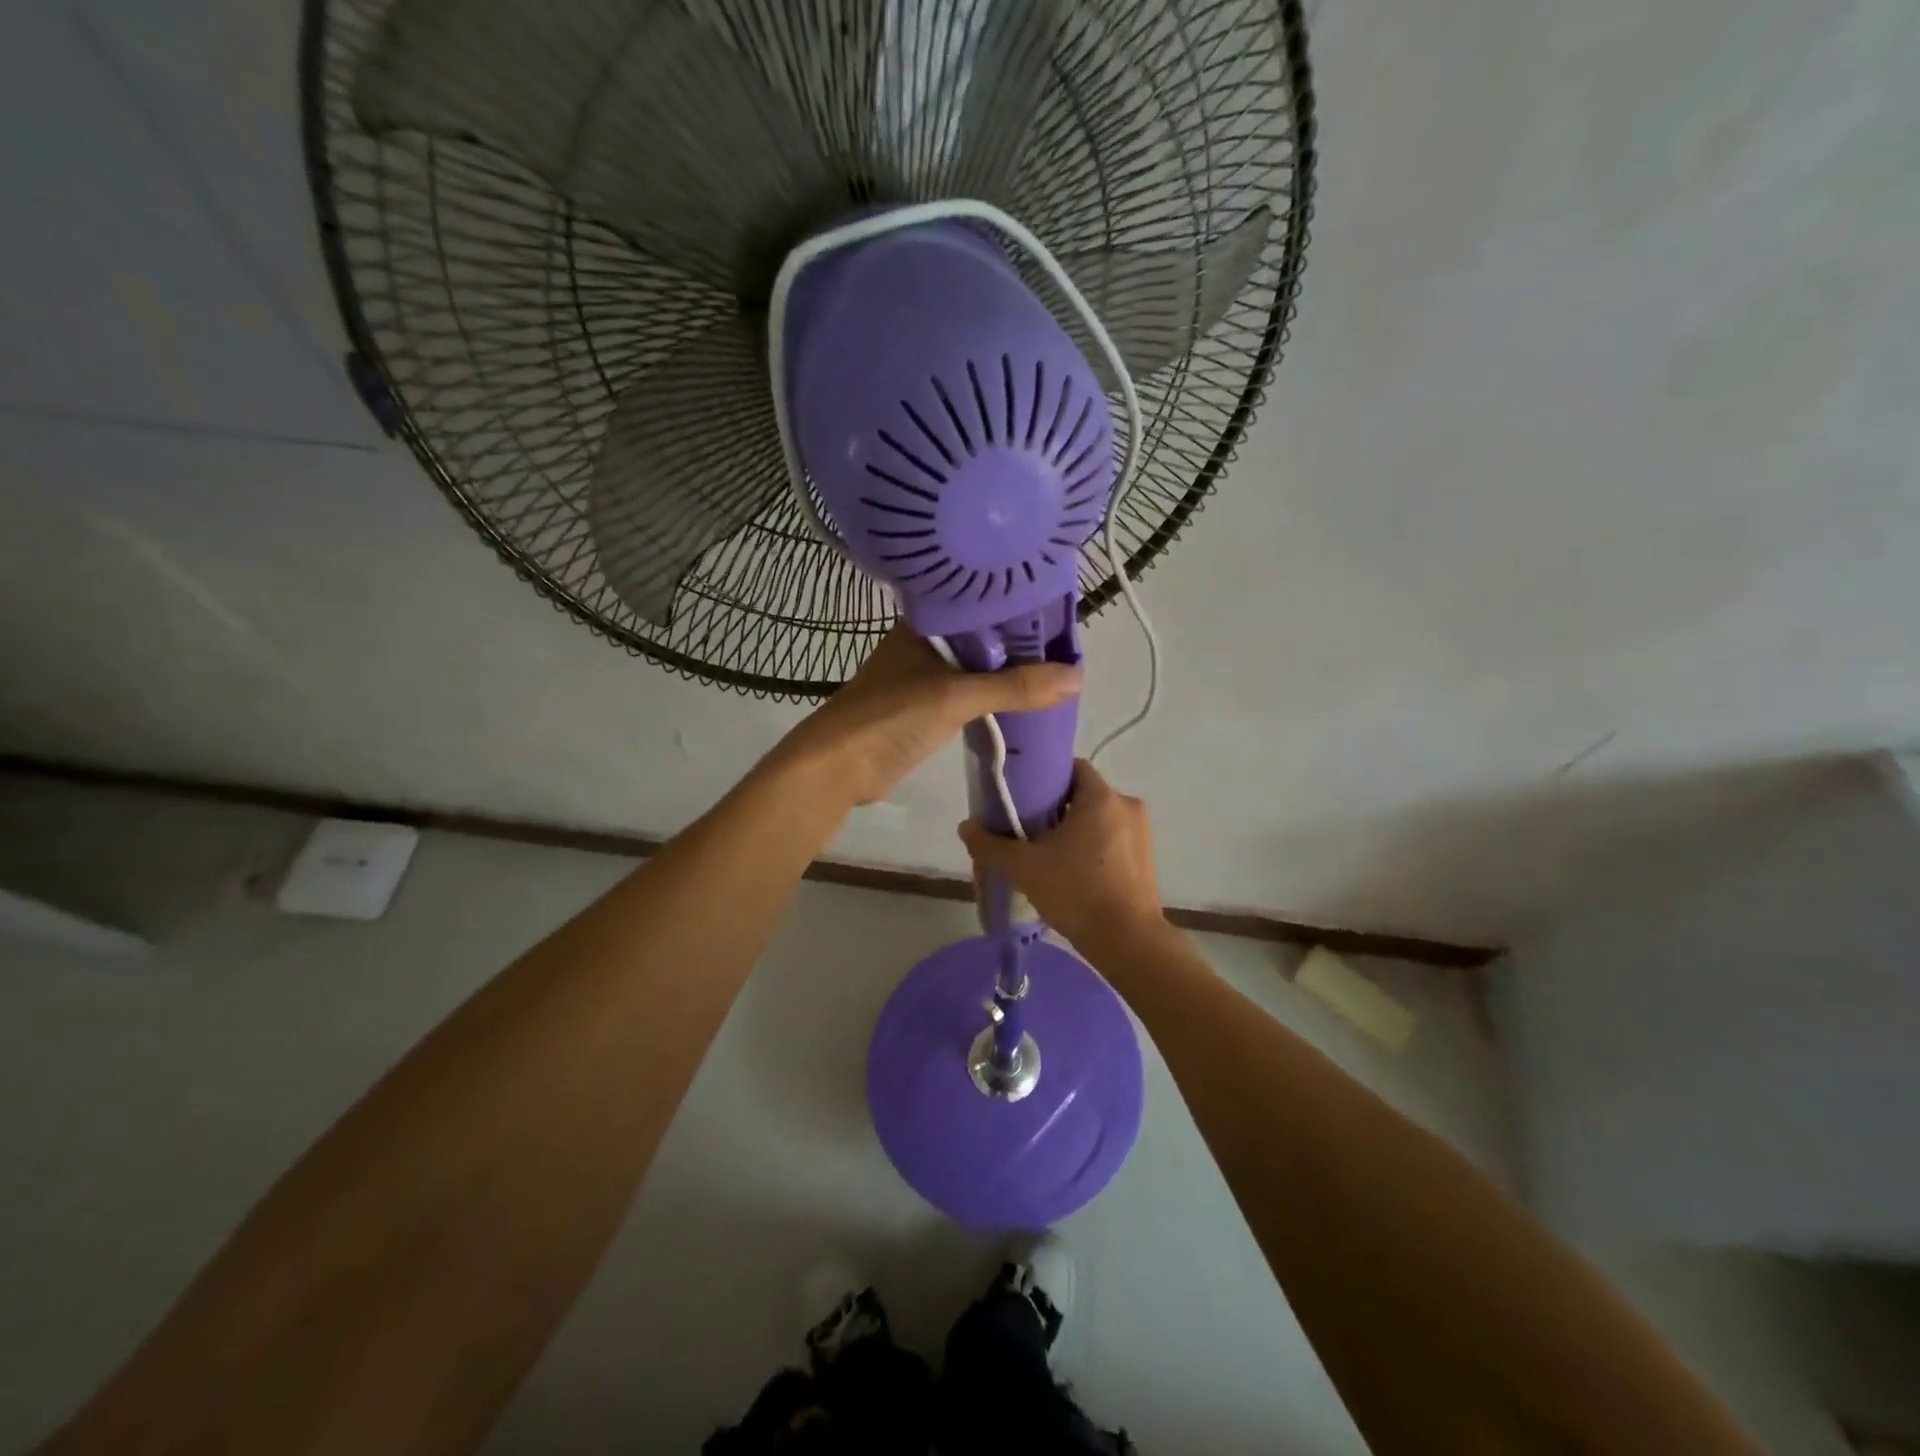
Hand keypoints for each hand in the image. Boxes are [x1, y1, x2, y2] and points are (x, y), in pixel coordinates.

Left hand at [777, 624, 1081, 808]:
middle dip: (1018, 646)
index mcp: (923, 625)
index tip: (1057, 615)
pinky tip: (1020, 702)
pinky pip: (966, 697)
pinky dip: (990, 699)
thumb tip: (1077, 677)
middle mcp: (921, 645)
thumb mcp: (956, 696)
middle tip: (1065, 648)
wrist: (837, 768)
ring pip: (973, 669)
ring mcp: (920, 679)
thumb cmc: (891, 717)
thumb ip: (1015, 687)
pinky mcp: (922, 711)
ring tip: (1053, 672)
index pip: (979, 606)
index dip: (1017, 610)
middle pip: (980, 640)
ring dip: (1005, 674)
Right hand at [958, 759, 1164, 952]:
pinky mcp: (1148, 859)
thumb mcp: (1024, 868)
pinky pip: (1114, 841)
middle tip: (1029, 829)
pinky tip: (1074, 873)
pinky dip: (1094, 849)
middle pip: (1084, 794)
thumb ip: (991, 845)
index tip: (1024, 796)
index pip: (1072, 767)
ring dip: (1076, 831)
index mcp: (1101, 797)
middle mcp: (1127, 806)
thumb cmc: (1076, 891)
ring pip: (1099, 819)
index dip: (1045, 777)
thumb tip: (966, 827)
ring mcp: (1142, 833)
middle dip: (1057, 808)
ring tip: (1049, 854)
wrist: (1127, 941)